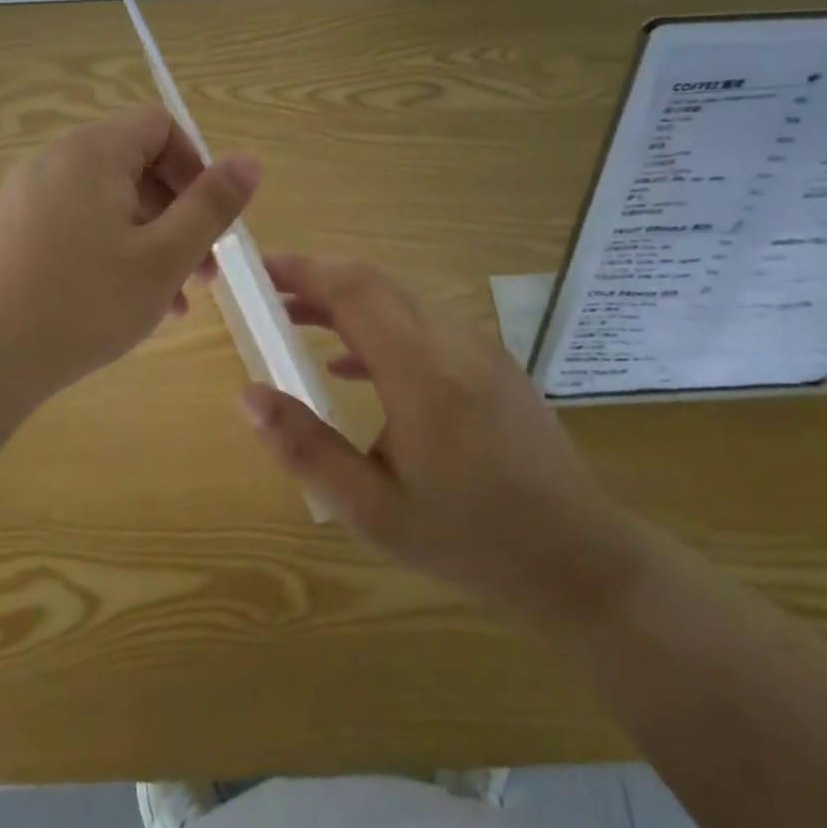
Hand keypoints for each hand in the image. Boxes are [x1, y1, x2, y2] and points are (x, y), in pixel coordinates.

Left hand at [0, 105, 259, 409]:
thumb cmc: (82, 305)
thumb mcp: (164, 257)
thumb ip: (212, 205)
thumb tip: (250, 160)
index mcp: (91, 153)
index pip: (159, 126)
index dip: (195, 166)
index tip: (209, 221)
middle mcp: (53, 161)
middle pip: (134, 165)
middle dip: (176, 213)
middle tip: (199, 272)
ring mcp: (23, 197)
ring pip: (106, 202)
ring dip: (148, 240)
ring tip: (169, 301)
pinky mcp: (7, 233)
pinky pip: (74, 224)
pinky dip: (108, 251)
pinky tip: (122, 305)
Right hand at [239, 255, 640, 619]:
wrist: (578, 557)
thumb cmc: (469, 539)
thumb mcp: (372, 511)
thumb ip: (306, 448)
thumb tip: (248, 395)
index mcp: (421, 372)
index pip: (352, 290)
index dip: (302, 270)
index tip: (258, 270)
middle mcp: (451, 341)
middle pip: (373, 282)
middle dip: (315, 280)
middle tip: (267, 299)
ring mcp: (478, 346)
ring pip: (398, 299)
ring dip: (345, 302)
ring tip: (296, 323)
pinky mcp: (491, 360)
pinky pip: (423, 323)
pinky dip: (378, 325)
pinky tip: (351, 365)